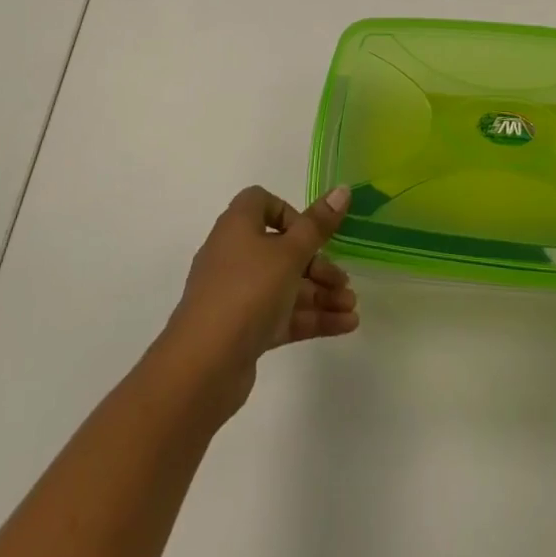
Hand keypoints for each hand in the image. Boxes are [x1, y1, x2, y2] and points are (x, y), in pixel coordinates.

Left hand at [157, 186, 359, 416]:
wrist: (203, 366)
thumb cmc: (247, 292)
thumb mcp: (289, 253)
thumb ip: (318, 225)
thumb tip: (342, 189)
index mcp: (238, 227)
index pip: (261, 203)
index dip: (290, 213)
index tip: (313, 233)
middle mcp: (235, 255)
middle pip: (282, 249)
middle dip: (318, 264)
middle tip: (344, 281)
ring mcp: (238, 295)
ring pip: (285, 285)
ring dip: (320, 294)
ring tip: (352, 307)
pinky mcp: (244, 329)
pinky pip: (282, 315)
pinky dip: (312, 317)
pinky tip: (345, 325)